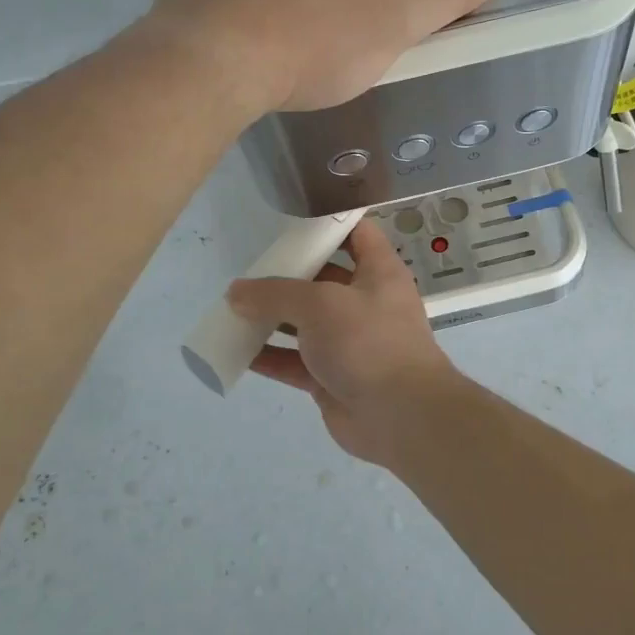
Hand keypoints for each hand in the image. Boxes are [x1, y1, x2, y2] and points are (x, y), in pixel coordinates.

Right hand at [227, 220, 463, 464]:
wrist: (401, 416)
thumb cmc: (369, 342)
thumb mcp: (321, 304)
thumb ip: (276, 294)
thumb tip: (236, 293)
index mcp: (378, 272)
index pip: (357, 233)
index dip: (329, 222)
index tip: (292, 219)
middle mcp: (365, 303)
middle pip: (323, 278)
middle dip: (288, 275)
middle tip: (249, 269)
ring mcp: (349, 342)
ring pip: (305, 323)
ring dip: (272, 318)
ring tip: (233, 310)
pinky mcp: (333, 377)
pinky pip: (295, 362)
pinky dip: (269, 357)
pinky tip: (237, 351)